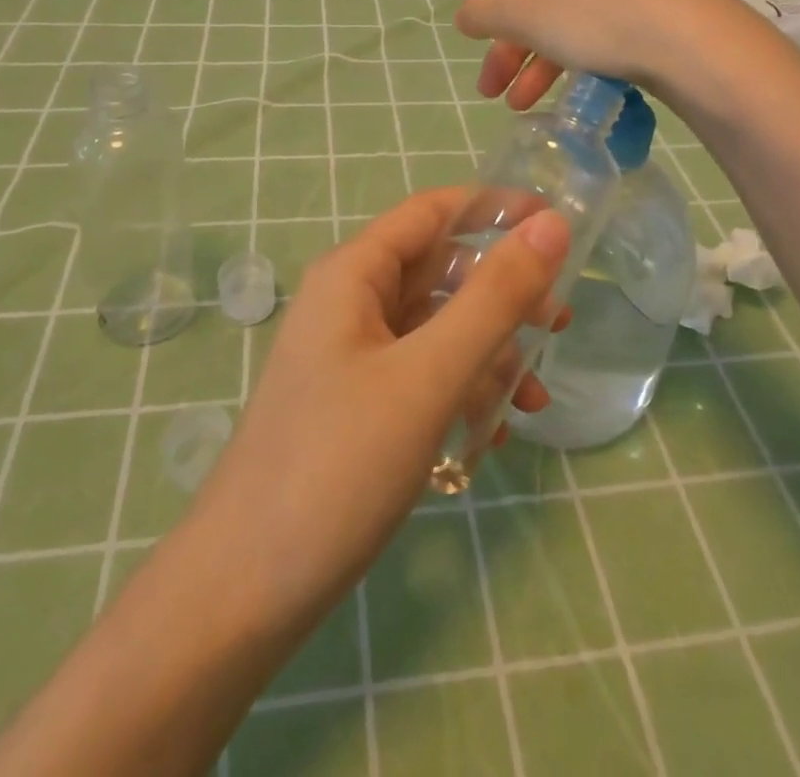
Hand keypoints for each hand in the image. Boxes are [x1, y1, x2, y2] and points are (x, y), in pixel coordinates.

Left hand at [187, 188, 570, 634]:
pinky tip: (491, 434)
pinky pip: (422, 374)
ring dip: (489, 352)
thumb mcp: (428, 375)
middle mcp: (349, 303)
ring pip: (436, 327)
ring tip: (532, 401)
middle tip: (557, 326)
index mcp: (354, 274)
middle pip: (439, 271)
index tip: (557, 224)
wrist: (243, 592)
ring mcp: (351, 356)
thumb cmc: (337, 466)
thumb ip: (494, 298)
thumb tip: (551, 223)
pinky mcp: (356, 405)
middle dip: (501, 294)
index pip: (433, 211)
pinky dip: (462, 390)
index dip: (495, 207)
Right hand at [454, 0, 755, 111]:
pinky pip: (602, 34)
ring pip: (568, 21)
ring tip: (520, 106)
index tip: (473, 22)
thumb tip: (464, 14)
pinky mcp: (657, 14)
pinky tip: (569, 97)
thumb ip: (486, 14)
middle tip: (490, 89)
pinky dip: (576, 62)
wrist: (697, 44)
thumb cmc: (598, 15)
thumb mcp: (527, 15)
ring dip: (537, 64)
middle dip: (508, 46)